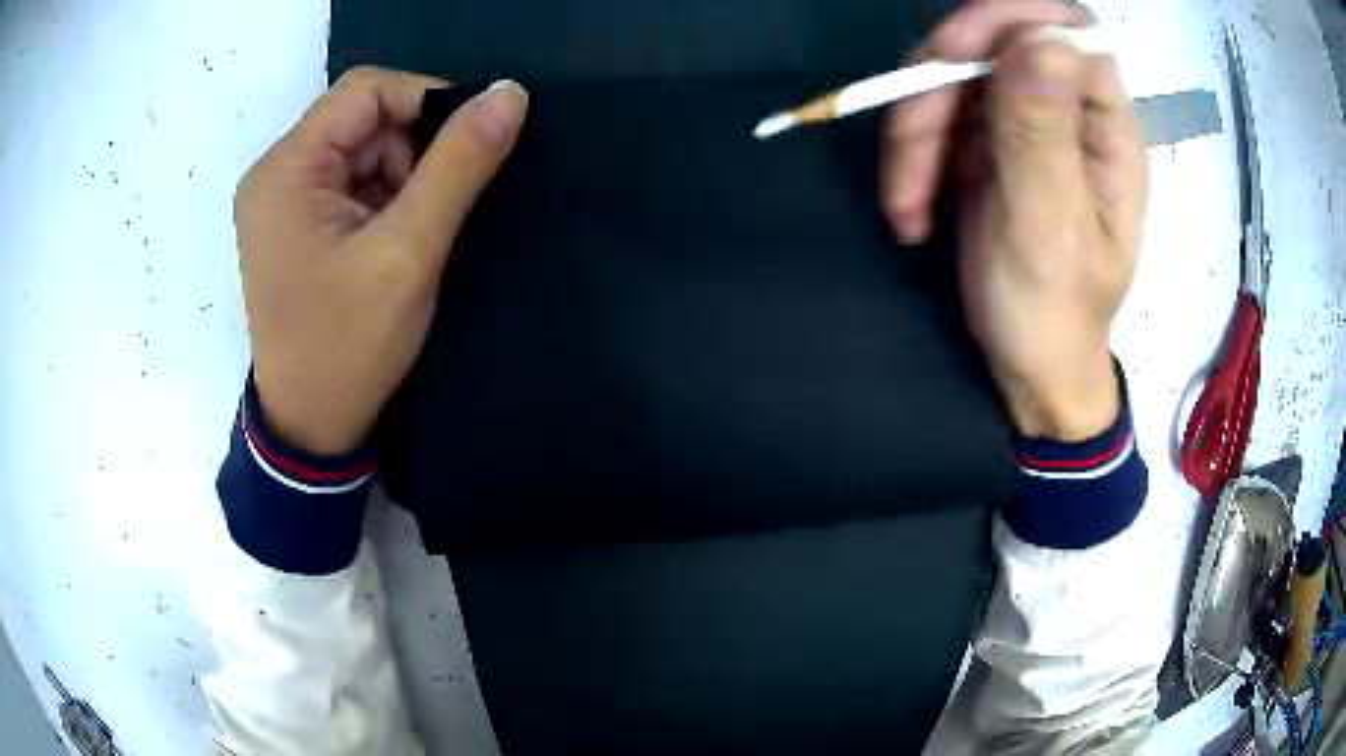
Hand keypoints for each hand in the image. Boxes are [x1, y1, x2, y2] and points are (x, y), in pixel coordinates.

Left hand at [234, 69, 528, 454]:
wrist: (312, 426)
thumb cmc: (349, 346)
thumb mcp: (409, 253)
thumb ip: (459, 165)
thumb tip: (510, 93)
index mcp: (286, 170)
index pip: (366, 90)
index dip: (426, 101)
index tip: (470, 144)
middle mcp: (275, 173)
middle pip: (362, 118)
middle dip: (412, 151)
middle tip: (435, 208)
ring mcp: (282, 199)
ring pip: (362, 149)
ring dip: (402, 178)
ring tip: (413, 235)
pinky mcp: (295, 223)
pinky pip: (351, 181)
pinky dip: (385, 198)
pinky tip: (393, 242)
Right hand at [882, 1, 1146, 440]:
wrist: (1032, 365)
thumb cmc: (1055, 312)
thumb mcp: (1048, 229)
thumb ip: (1043, 133)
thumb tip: (1040, 37)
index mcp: (1105, 127)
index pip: (1064, 28)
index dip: (1006, 23)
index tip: (953, 55)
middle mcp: (1066, 110)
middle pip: (993, 43)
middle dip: (938, 86)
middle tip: (909, 144)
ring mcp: (1023, 122)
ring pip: (952, 76)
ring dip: (914, 131)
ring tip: (907, 204)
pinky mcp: (987, 142)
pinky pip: (934, 115)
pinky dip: (910, 155)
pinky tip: (911, 206)